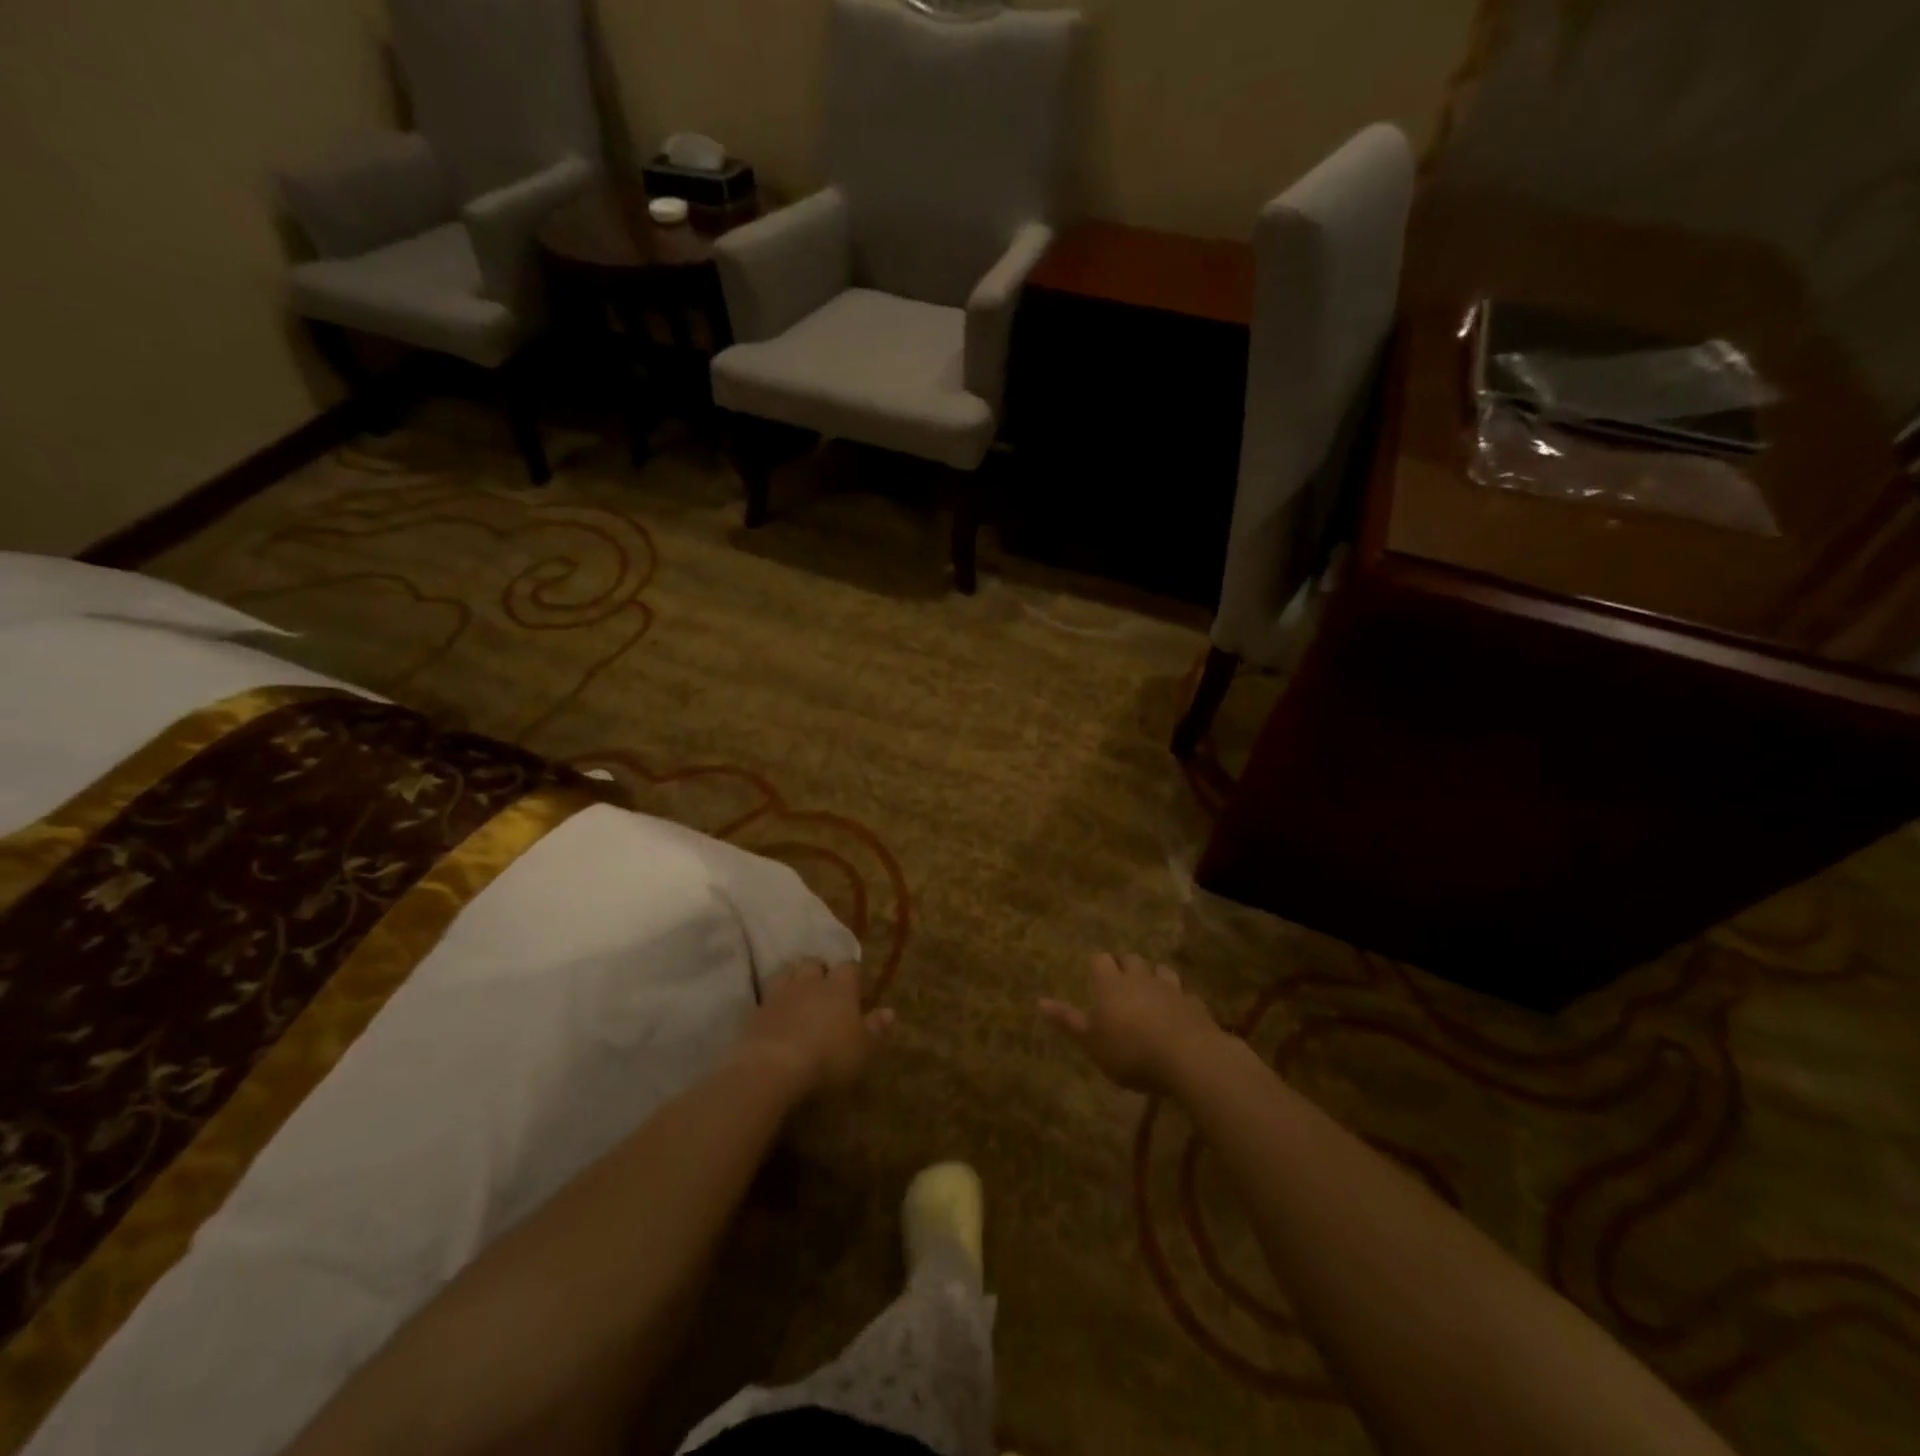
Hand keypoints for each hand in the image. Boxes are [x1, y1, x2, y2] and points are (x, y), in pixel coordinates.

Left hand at [734, 960, 893, 1098]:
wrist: (773, 1068)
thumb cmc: (828, 1057)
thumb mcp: (863, 1049)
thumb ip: (876, 1029)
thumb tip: (890, 1011)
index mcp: (840, 987)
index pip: (849, 966)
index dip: (852, 974)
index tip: (855, 988)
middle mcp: (810, 982)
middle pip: (814, 963)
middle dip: (819, 971)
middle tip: (824, 989)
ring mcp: (780, 994)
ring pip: (787, 973)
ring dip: (793, 980)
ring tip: (797, 995)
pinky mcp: (756, 1011)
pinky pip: (766, 997)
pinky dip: (773, 1002)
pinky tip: (775, 1015)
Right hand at [1040, 952, 1226, 1093]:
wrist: (1187, 1058)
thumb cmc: (1129, 1051)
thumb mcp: (1091, 1042)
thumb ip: (1067, 1021)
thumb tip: (1039, 1001)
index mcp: (1111, 984)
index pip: (1100, 960)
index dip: (1097, 964)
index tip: (1093, 972)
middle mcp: (1140, 978)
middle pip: (1130, 959)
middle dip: (1124, 965)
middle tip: (1118, 979)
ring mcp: (1170, 989)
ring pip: (1160, 970)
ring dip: (1153, 976)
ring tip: (1149, 989)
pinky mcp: (1194, 1004)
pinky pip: (1184, 994)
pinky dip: (1178, 999)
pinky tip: (1178, 1012)